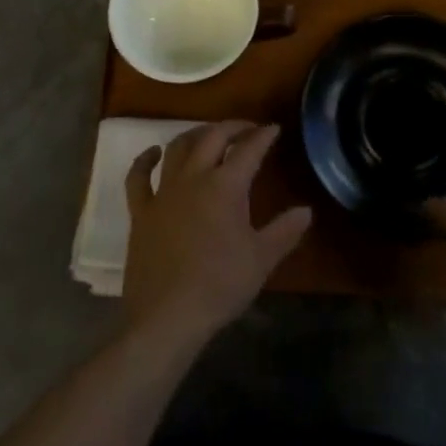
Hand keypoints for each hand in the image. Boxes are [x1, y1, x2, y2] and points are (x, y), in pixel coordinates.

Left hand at [122, 121, 311, 348]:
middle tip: (247, 129)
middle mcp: (193, 178)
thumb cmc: (219, 286)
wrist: (168, 317)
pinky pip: (138, 176)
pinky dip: (144, 160)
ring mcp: (163, 192)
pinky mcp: (141, 211)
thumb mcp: (261, 260)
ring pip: (177, 147)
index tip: (273, 128)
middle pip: (212, 137)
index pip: (248, 149)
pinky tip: (153, 153)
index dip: (263, 136)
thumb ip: (285, 231)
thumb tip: (306, 210)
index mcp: (225, 186)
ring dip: (195, 135)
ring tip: (209, 135)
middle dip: (232, 127)